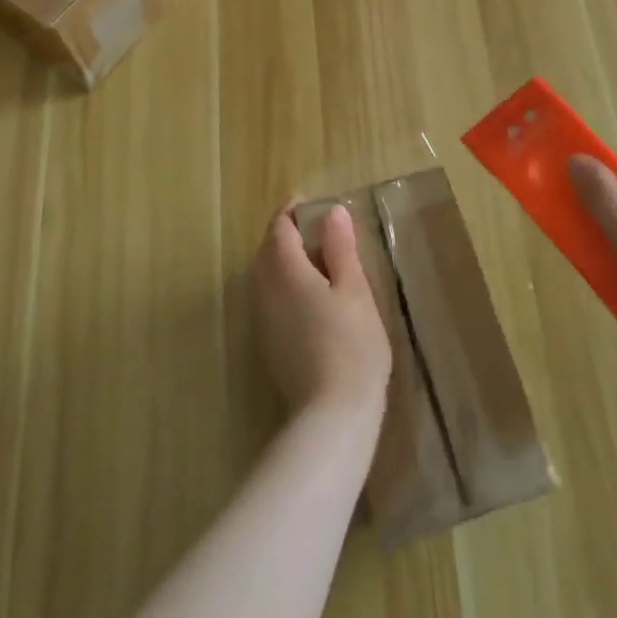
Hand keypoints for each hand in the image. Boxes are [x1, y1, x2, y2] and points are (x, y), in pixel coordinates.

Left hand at [253, 205, 391, 428]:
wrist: (332, 415)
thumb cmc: (351, 344)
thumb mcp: (354, 290)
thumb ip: (340, 248)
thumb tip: (332, 212)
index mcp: (285, 271)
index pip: (279, 228)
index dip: (292, 211)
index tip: (308, 202)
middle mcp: (265, 290)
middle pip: (267, 250)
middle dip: (285, 233)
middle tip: (314, 228)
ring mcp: (263, 319)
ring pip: (265, 275)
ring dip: (283, 260)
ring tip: (315, 258)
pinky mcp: (268, 343)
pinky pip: (269, 298)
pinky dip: (284, 284)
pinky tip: (308, 296)